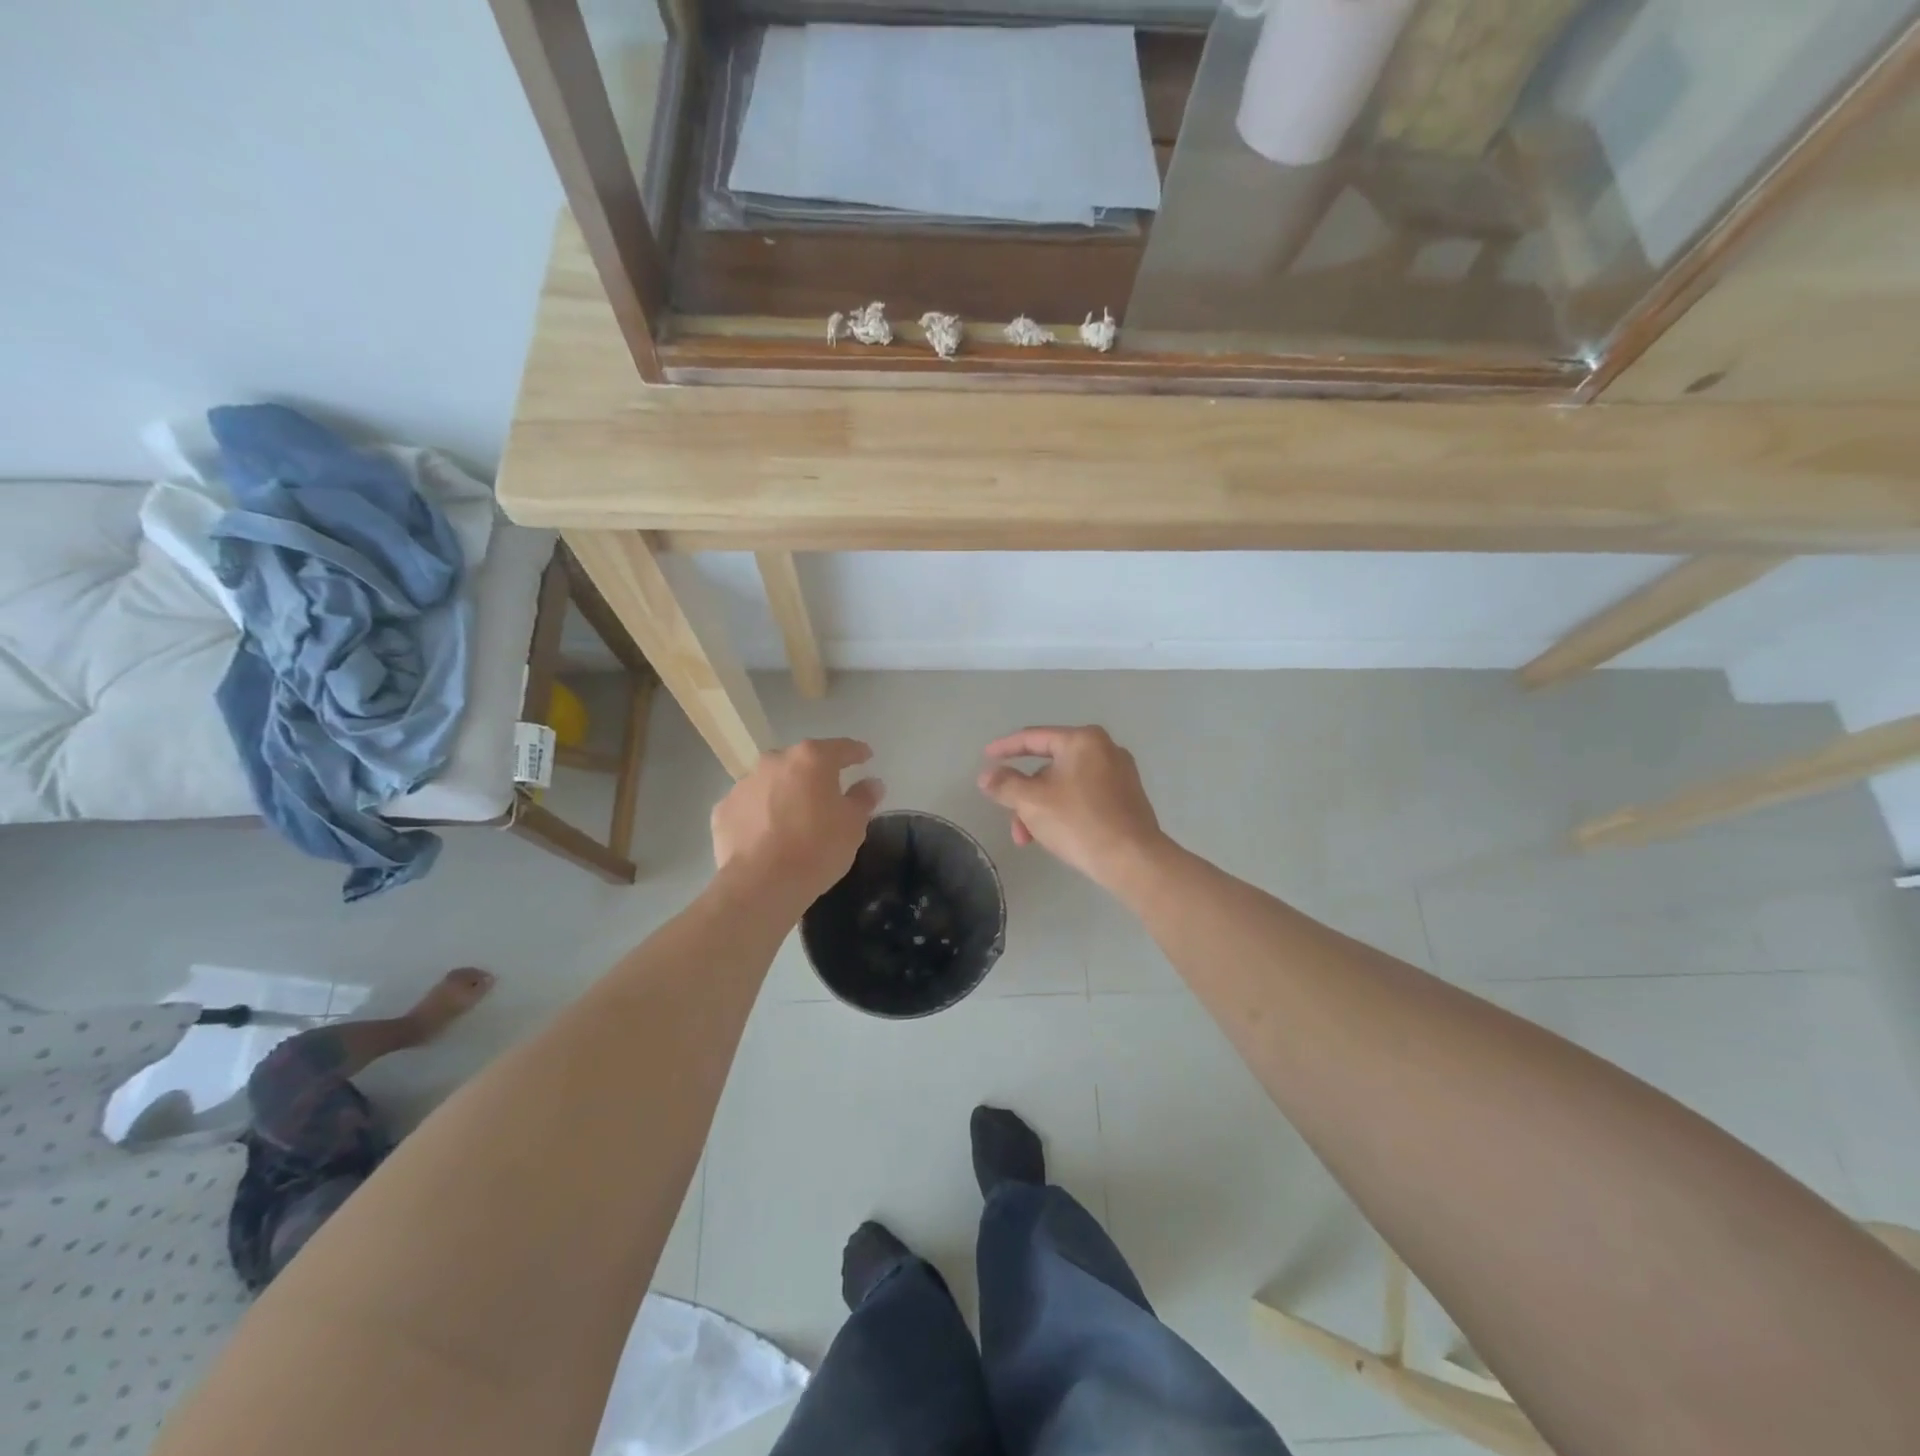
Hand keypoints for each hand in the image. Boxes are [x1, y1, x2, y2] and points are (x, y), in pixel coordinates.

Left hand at [712, 739, 884, 906]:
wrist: (762, 884)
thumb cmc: (817, 848)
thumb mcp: (853, 825)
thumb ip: (863, 798)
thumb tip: (872, 783)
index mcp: (811, 759)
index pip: (841, 748)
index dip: (856, 752)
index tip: (865, 757)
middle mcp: (774, 762)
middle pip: (801, 762)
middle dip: (815, 774)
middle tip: (827, 793)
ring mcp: (744, 784)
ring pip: (771, 782)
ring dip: (784, 793)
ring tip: (794, 818)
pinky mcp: (722, 810)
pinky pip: (749, 806)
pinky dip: (759, 815)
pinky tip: (767, 835)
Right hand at [977, 726, 1166, 891]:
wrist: (1133, 860)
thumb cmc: (1079, 822)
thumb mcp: (1031, 802)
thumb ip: (1005, 784)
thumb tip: (987, 776)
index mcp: (1083, 740)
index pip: (1033, 738)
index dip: (1005, 748)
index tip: (986, 757)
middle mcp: (1104, 749)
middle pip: (1049, 766)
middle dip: (1024, 795)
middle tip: (1011, 820)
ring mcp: (1119, 774)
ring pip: (1065, 785)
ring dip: (1041, 809)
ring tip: (1030, 839)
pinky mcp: (1126, 798)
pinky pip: (1084, 796)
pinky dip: (1063, 811)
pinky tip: (1055, 836)